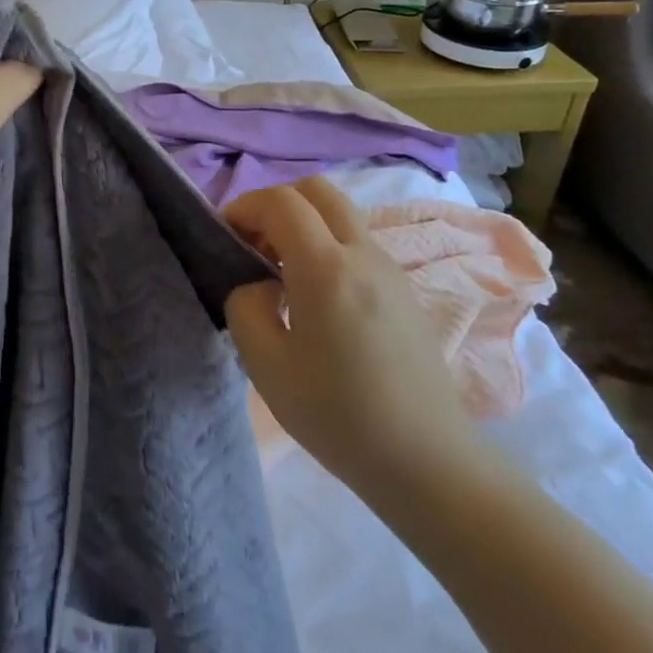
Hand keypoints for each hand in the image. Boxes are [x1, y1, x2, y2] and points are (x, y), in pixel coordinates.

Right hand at [223, 178, 491, 513]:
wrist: (428, 463)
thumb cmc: (339, 416)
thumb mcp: (266, 365)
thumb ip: (245, 306)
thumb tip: (257, 284)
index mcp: (327, 269)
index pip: (280, 201)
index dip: (244, 207)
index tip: (225, 237)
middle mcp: (363, 254)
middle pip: (316, 190)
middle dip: (275, 203)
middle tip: (253, 244)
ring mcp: (390, 269)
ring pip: (339, 213)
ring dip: (302, 223)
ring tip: (279, 272)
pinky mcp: (403, 289)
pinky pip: (356, 241)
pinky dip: (325, 243)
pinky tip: (314, 296)